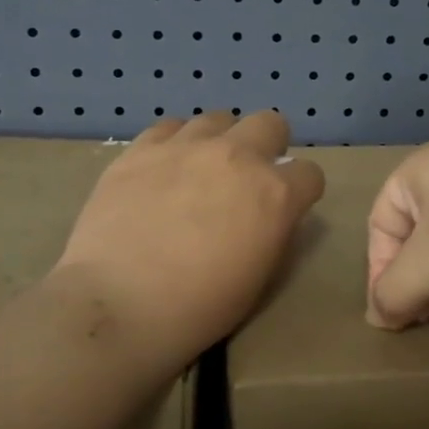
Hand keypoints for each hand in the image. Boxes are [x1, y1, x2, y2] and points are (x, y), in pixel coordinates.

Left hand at [57, 111, 324, 365]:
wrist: (118, 304)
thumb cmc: (197, 308)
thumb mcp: (258, 280)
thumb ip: (272, 234)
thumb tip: (270, 215)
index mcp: (274, 194)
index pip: (310, 174)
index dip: (301, 192)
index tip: (285, 208)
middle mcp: (237, 156)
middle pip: (270, 124)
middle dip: (269, 147)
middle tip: (248, 179)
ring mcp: (186, 147)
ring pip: (218, 119)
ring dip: (220, 142)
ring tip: (201, 172)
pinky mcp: (141, 148)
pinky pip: (170, 127)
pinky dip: (176, 144)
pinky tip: (164, 169)